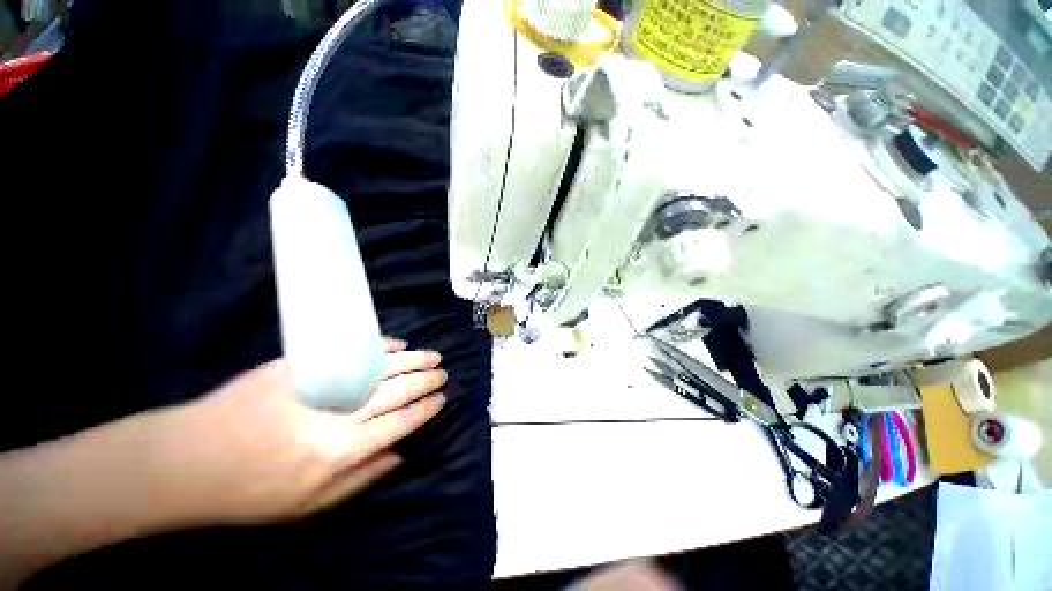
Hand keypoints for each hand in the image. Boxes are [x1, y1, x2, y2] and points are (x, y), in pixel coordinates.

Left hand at [146, 339, 446, 525]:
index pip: (400, 423)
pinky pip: (351, 352)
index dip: (425, 409)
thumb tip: (402, 454)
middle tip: (442, 373)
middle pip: (397, 391)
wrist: (189, 460)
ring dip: (413, 360)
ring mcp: (320, 385)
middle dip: (425, 381)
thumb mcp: (308, 506)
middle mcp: (337, 416)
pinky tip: (397, 345)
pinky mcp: (301, 366)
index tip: (441, 399)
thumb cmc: (251, 492)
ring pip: (381, 368)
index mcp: (341, 452)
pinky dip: (380, 347)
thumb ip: (362, 478)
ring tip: (432, 356)